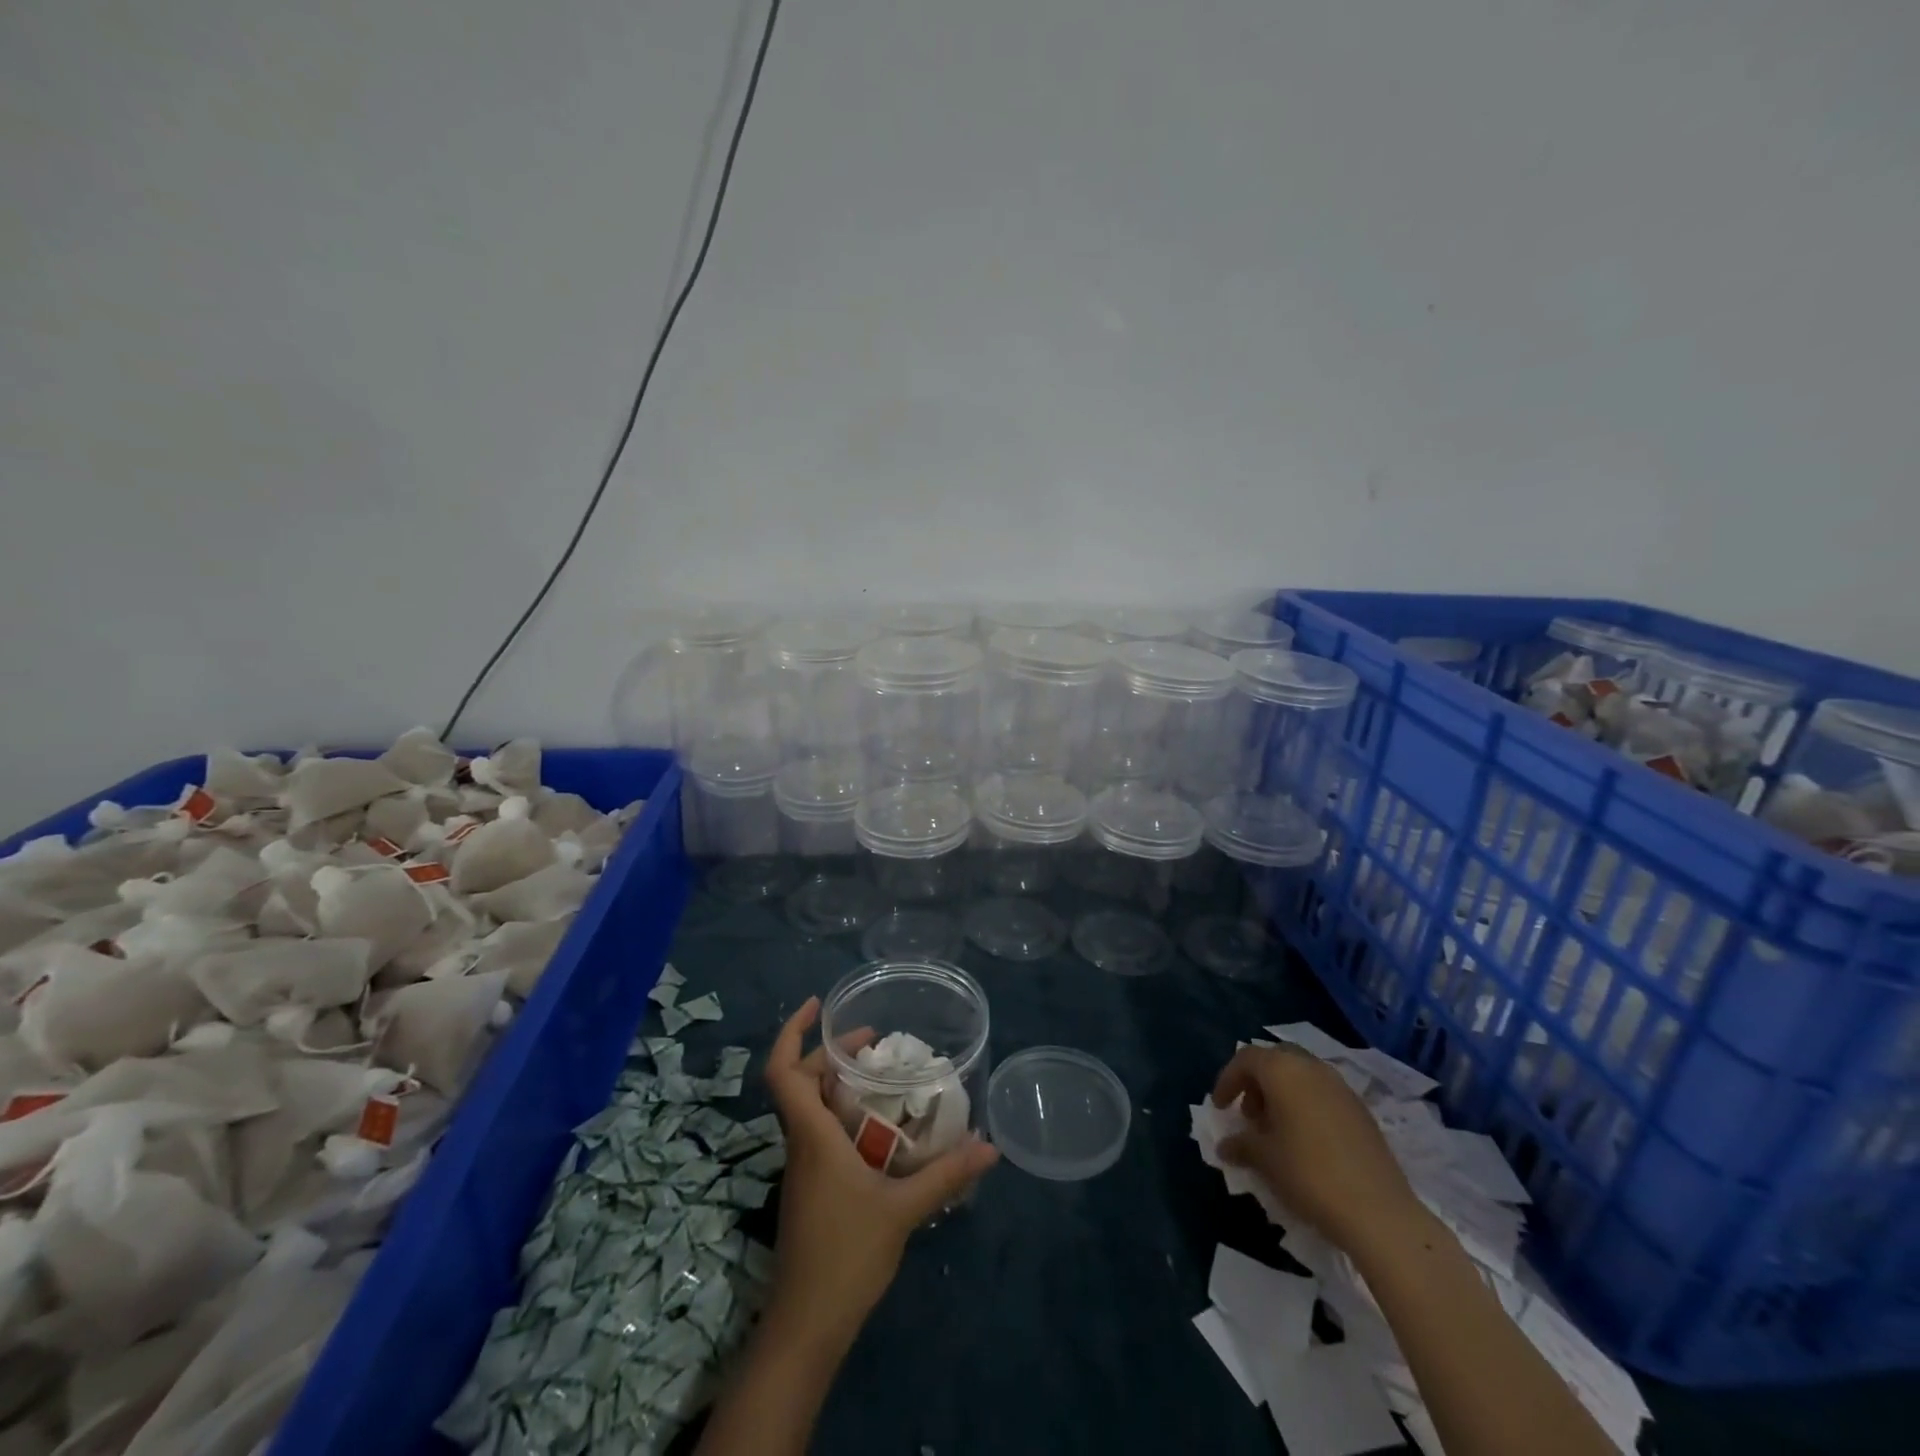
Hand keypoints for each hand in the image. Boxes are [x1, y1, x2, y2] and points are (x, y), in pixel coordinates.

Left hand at [761, 997, 999, 1346]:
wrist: (805, 1328)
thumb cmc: (846, 1257)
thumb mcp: (903, 1211)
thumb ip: (946, 1175)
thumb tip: (990, 1146)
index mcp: (812, 1135)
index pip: (783, 1071)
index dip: (792, 1031)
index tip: (816, 1004)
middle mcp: (801, 1144)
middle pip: (801, 1082)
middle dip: (830, 1052)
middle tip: (873, 1041)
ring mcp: (802, 1168)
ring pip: (810, 1108)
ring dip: (837, 1083)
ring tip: (881, 1076)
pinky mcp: (810, 1189)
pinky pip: (820, 1132)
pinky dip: (843, 1114)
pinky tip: (879, 1128)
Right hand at [1211, 1044, 1426, 1257]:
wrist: (1379, 1212)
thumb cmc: (1309, 1174)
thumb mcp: (1265, 1159)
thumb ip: (1241, 1144)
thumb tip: (1226, 1145)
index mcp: (1283, 1070)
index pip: (1245, 1058)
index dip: (1228, 1079)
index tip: (1220, 1107)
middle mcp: (1312, 1068)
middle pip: (1276, 1060)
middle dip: (1257, 1082)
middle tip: (1249, 1114)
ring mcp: (1341, 1088)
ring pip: (1302, 1076)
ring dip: (1282, 1094)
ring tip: (1275, 1130)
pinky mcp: (1362, 1111)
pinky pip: (1323, 1094)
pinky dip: (1306, 1105)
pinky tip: (1306, 1141)